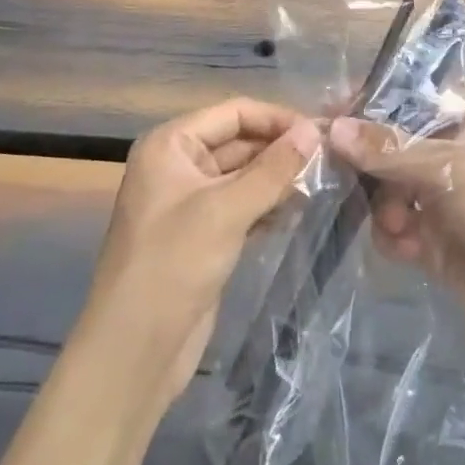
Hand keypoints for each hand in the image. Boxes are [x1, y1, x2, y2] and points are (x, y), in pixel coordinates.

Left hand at [79, 98, 320, 401]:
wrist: (133, 352)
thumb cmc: (173, 265)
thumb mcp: (226, 210)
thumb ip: (273, 169)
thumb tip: (315, 130)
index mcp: (170, 144)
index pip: (233, 112)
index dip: (277, 118)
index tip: (322, 131)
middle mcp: (177, 165)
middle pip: (238, 141)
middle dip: (280, 149)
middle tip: (331, 158)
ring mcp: (189, 202)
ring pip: (243, 175)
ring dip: (278, 178)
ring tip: (323, 182)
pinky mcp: (202, 235)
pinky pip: (241, 206)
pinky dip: (268, 205)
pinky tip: (300, 210)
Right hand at [333, 107, 464, 412]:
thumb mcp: (448, 171)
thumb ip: (388, 149)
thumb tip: (333, 126)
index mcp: (461, 119)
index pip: (403, 96)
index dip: (366, 103)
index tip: (329, 115)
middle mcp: (447, 151)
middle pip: (386, 143)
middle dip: (367, 163)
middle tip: (340, 175)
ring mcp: (439, 196)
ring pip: (383, 186)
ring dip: (382, 205)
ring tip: (397, 225)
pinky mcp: (433, 238)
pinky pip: (393, 226)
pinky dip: (393, 235)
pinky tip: (408, 249)